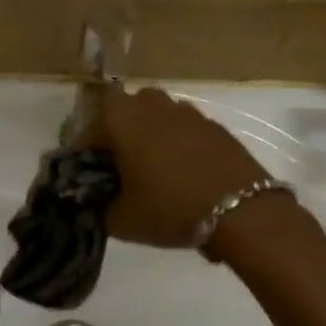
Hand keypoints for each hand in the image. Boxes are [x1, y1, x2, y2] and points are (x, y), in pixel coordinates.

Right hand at [84, 85, 270, 248]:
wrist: (242, 211)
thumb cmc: (170, 209)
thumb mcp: (121, 220)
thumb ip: (98, 208)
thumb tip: (95, 203)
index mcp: (121, 120)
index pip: (88, 130)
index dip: (83, 155)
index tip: (87, 179)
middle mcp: (152, 105)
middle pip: (123, 111)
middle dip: (116, 134)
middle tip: (118, 169)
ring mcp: (187, 112)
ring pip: (156, 114)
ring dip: (148, 133)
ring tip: (151, 168)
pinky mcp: (214, 125)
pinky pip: (184, 127)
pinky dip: (177, 142)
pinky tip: (182, 171)